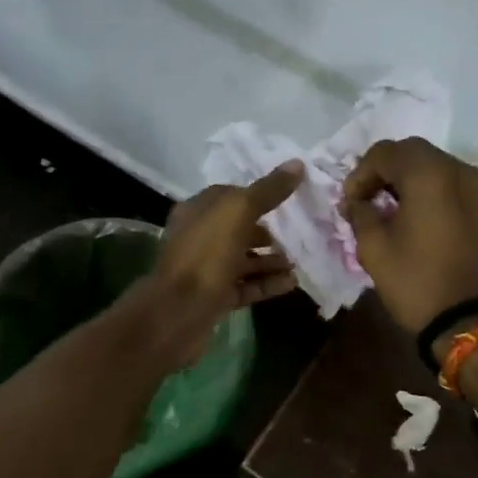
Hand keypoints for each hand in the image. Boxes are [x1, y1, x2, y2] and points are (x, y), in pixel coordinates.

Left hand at [142, 162, 303, 364]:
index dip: (258, 194)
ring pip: (243, 259)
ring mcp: (206, 270)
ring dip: (271, 259)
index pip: (230, 196)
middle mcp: (199, 238)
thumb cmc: (205, 255)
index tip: (288, 197)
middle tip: (299, 231)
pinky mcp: (215, 298)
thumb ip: (268, 190)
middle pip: (238, 229)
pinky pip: (246, 287)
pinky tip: (292, 282)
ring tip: (300, 259)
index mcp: (197, 211)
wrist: (178, 313)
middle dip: (268, 230)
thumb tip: (297, 164)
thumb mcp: (238, 213)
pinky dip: (267, 283)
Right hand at [341, 138, 477, 352]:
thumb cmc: (418, 284)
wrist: (473, 325)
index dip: (361, 173)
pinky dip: (443, 195)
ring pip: (444, 169)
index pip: (387, 152)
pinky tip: (431, 222)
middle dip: (389, 172)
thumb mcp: (374, 250)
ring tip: (401, 211)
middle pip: (418, 154)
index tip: (351, 202)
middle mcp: (464, 171)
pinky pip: (464, 190)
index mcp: (430, 175)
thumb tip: (358, 202)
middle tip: (372, 200)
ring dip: (417, 182)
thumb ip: (361, 214)